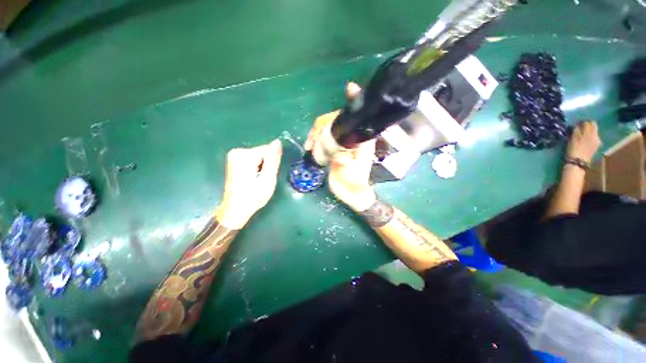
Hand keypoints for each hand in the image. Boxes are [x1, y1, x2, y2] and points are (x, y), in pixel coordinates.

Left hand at [216, 140, 282, 228]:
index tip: (267, 176)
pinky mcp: (233, 160)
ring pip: (258, 156)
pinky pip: (252, 159)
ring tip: (257, 181)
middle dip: (266, 165)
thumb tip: (278, 142)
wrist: (235, 210)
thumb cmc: (253, 197)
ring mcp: (233, 155)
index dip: (271, 163)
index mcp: (245, 155)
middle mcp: (237, 151)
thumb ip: (273, 160)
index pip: (268, 150)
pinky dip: (255, 168)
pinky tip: (251, 179)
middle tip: (262, 180)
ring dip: (261, 167)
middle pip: (262, 152)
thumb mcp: (268, 179)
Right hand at [303, 82, 375, 211]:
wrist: (350, 193)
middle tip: (313, 140)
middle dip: (323, 124)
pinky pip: (321, 137)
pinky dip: (313, 139)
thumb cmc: (355, 185)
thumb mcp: (355, 178)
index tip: (350, 88)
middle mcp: (351, 137)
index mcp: (361, 141)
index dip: (354, 102)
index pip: (357, 118)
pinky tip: (309, 146)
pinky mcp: (332, 148)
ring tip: (309, 145)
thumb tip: (340, 158)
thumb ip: (350, 169)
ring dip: (316, 132)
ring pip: (327, 126)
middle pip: (336, 119)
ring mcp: (341, 142)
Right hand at [566, 120, 600, 163]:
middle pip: (593, 125)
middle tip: (580, 126)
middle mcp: (596, 135)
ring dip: (589, 130)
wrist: (578, 162)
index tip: (576, 123)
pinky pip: (594, 137)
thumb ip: (576, 130)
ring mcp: (597, 141)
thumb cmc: (573, 150)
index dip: (582, 121)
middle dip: (587, 124)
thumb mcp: (573, 138)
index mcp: (590, 132)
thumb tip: (577, 124)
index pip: (588, 122)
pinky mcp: (596, 146)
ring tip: (582, 133)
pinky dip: (590, 135)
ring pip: (594, 131)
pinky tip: (586, 139)